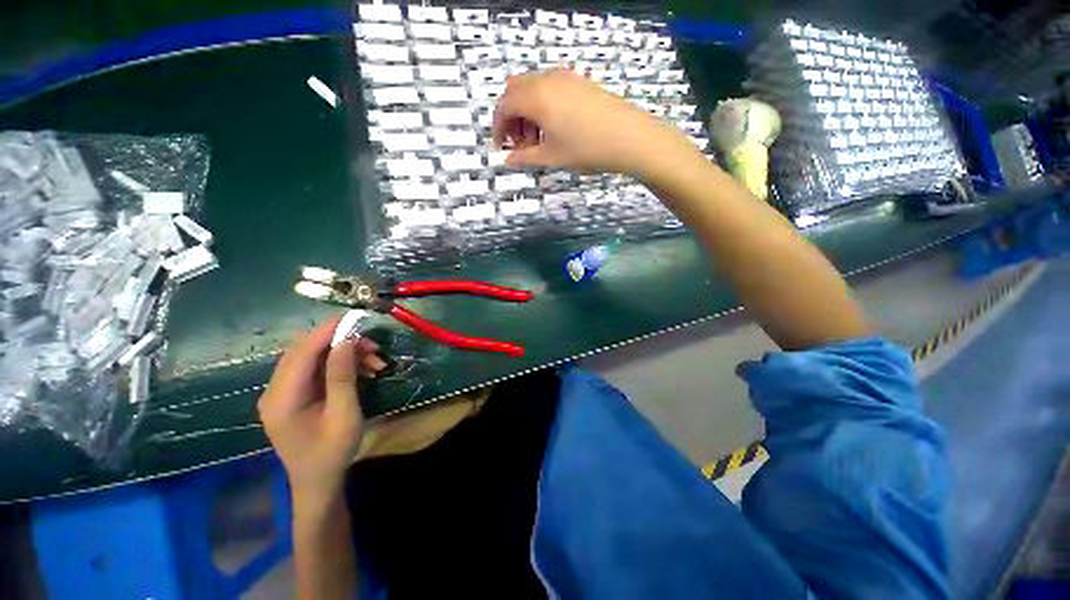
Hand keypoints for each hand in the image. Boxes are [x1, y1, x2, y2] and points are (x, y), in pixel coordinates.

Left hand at [258, 316, 386, 501]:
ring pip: (311, 357)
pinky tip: (362, 369)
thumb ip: (342, 377)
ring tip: (375, 360)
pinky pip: (314, 369)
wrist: (318, 482)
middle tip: (373, 346)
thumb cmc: (333, 452)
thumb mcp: (344, 415)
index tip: (356, 318)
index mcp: (282, 399)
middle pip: (304, 351)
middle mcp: (274, 391)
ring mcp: (281, 393)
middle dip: (340, 341)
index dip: (327, 331)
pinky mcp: (292, 395)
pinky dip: (338, 364)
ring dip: (342, 353)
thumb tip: (346, 340)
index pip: (301, 352)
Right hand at [491, 68, 696, 181]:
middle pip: (515, 92)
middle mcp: (547, 79)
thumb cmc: (586, 149)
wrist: (629, 137)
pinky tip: (554, 129)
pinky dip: (543, 106)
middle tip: (520, 144)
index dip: (498, 128)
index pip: (504, 106)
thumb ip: (525, 158)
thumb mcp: (551, 157)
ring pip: (533, 89)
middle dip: (511, 118)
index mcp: (535, 97)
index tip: (501, 148)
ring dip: (527, 113)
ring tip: (538, 141)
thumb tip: (507, 161)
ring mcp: (565, 77)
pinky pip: (550, 88)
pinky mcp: (579, 82)